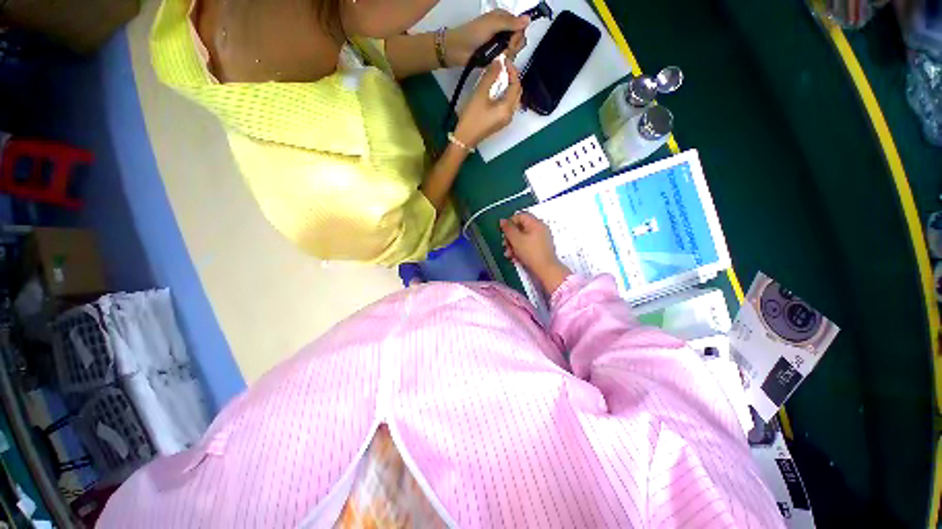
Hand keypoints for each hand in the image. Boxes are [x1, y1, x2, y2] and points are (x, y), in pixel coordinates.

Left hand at [445, 10, 528, 66]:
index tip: (512, 41)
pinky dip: (503, 62)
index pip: (521, 27)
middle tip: (504, 50)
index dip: (519, 35)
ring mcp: (499, 45)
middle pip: (519, 40)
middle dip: (513, 46)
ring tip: (498, 56)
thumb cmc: (473, 33)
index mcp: (504, 20)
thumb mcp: (492, 24)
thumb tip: (528, 19)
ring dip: (508, 55)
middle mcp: (503, 32)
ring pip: (513, 52)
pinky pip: (505, 61)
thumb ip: (510, 22)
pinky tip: (497, 62)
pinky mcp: (495, 58)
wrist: (458, 50)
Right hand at [453, 60, 521, 147]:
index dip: (512, 70)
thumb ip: (490, 76)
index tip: (504, 60)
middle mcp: (510, 114)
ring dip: (509, 86)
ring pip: (513, 99)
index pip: (516, 85)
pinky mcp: (500, 122)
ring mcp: (506, 120)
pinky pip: (508, 105)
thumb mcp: (480, 94)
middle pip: (517, 92)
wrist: (465, 138)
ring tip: (500, 76)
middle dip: (512, 78)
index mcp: (507, 108)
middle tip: (503, 67)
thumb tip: (499, 61)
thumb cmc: (472, 117)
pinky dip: (505, 95)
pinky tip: (497, 89)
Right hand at [501, 212, 571, 292]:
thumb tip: (502, 220)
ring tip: (508, 254)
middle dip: (510, 237)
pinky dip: (521, 249)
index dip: (509, 223)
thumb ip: (508, 228)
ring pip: (523, 237)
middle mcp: (540, 227)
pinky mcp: (542, 247)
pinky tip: (515, 258)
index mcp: (535, 223)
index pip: (520, 216)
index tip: (503, 233)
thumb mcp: (516, 239)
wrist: (546, 269)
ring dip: (513, 245)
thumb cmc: (530, 252)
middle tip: (504, 245)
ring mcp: (542, 238)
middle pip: (521, 227)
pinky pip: (529, 244)